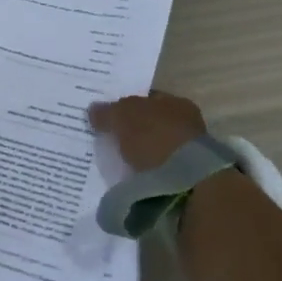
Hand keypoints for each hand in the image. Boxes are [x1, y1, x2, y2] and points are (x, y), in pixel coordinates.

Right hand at [88, 90, 206, 171]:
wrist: (186, 181)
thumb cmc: (155, 137)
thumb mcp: (123, 117)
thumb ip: (107, 112)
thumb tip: (93, 109)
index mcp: (176, 102)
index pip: (147, 99)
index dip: (126, 106)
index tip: (108, 116)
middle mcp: (186, 123)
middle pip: (152, 124)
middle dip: (133, 131)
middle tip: (110, 139)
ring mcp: (189, 153)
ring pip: (157, 148)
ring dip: (141, 154)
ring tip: (119, 161)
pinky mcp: (187, 179)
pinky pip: (160, 170)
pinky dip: (147, 172)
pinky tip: (133, 176)